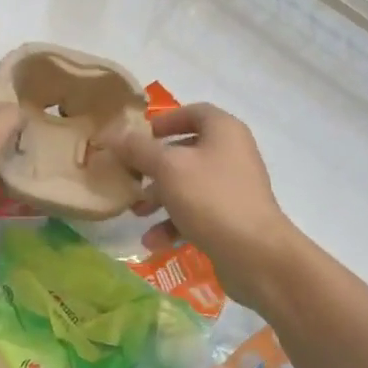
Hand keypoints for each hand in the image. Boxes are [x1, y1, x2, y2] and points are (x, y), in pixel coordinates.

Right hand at [100, 103, 301, 310]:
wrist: (257, 255)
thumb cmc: (211, 199)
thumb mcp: (167, 168)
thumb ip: (137, 149)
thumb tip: (111, 134)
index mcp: (224, 131)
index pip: (193, 112)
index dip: (164, 121)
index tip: (136, 137)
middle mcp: (232, 154)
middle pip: (186, 150)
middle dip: (153, 165)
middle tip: (129, 176)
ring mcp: (233, 188)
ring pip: (188, 184)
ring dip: (159, 197)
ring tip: (135, 212)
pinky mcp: (232, 218)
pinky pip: (197, 212)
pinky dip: (174, 223)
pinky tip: (153, 241)